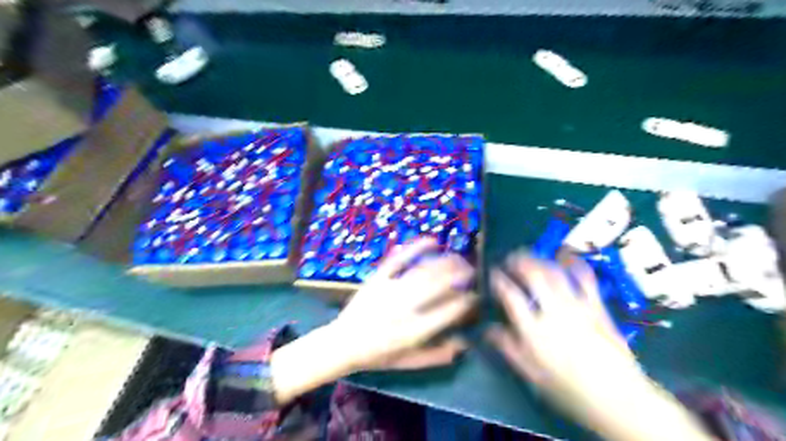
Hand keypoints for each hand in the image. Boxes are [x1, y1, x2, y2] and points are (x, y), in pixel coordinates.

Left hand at [335, 239, 475, 371]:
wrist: (342, 344)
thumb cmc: (378, 355)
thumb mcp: (409, 363)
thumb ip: (437, 355)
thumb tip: (464, 342)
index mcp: (414, 332)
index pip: (449, 311)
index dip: (467, 300)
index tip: (476, 294)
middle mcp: (404, 308)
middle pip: (438, 285)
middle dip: (461, 274)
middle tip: (472, 271)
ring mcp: (389, 290)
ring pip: (423, 270)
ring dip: (445, 262)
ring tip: (459, 258)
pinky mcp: (377, 278)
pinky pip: (398, 258)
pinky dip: (416, 247)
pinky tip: (432, 241)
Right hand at [490, 253, 640, 415]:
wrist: (618, 398)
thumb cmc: (568, 389)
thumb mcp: (531, 374)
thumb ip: (508, 348)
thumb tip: (488, 329)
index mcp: (534, 330)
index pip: (511, 296)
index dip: (499, 280)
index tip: (493, 273)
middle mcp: (554, 311)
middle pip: (534, 276)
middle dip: (519, 262)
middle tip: (511, 258)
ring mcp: (577, 306)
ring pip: (556, 272)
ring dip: (540, 259)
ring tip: (531, 255)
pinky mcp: (597, 306)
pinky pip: (585, 278)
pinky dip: (574, 264)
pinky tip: (566, 257)